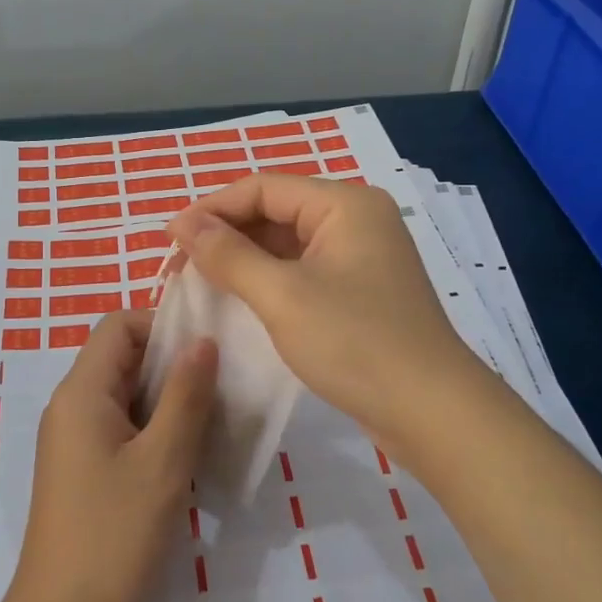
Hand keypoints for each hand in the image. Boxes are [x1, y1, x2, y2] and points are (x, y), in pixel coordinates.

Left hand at [2, 310, 217, 601]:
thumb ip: (186, 396)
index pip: (119, 325)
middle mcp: (71, 407)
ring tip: (214, 423)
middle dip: (173, 365)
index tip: (208, 352)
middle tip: (222, 389)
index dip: (163, 326)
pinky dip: (155, 431)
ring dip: (169, 401)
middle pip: (123, 359)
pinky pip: (122, 429)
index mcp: (82, 393)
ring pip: (127, 397)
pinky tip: (189, 458)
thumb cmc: (114, 536)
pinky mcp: (83, 471)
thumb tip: (203, 341)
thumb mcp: (163, 462)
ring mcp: (74, 441)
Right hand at [170, 174, 493, 452]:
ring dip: (244, 258)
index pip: (263, 188)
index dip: (211, 209)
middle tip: (179, 265)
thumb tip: (182, 224)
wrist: (432, 412)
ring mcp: (361, 256)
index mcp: (345, 204)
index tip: (169, 239)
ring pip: (287, 243)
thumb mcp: (282, 295)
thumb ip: (228, 254)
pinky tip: (240, 299)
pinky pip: (303, 270)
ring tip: (201, 280)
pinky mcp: (360, 290)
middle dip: (225, 234)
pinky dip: (268, 279)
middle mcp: (356, 219)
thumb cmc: (355, 343)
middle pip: (275, 212)